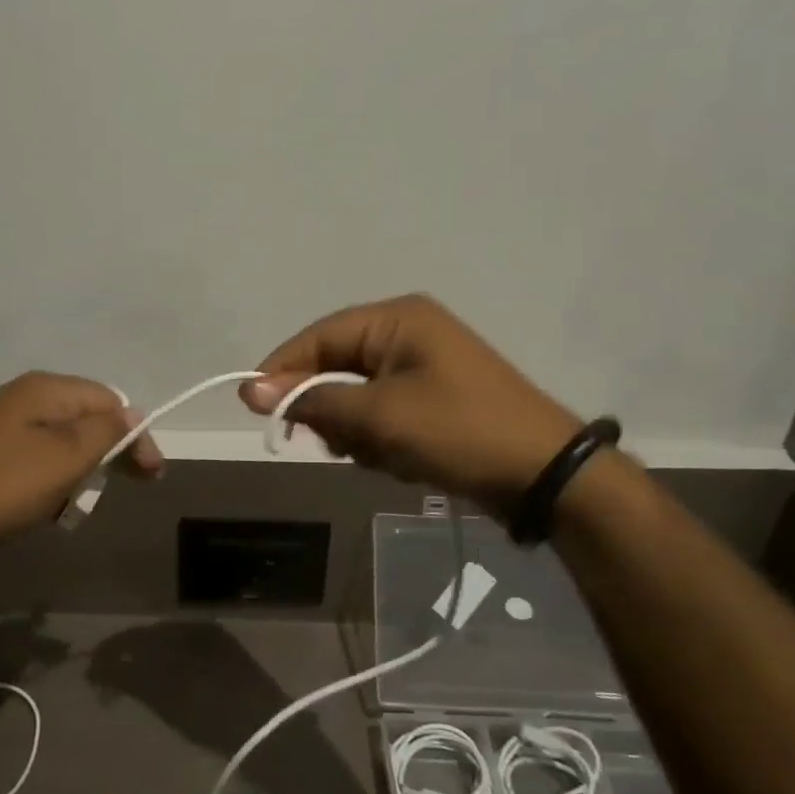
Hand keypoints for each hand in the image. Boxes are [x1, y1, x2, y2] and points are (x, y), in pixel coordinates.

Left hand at [0, 372, 162, 570]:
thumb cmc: (1, 486)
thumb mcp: (64, 459)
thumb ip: (105, 433)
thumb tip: (133, 414)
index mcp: (45, 389)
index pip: (110, 400)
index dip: (135, 434)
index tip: (151, 475)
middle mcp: (25, 397)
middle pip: (86, 418)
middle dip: (108, 454)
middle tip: (123, 489)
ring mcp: (3, 423)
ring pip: (63, 443)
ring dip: (79, 472)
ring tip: (74, 505)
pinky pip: (36, 460)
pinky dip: (50, 482)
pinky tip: (45, 507)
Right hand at [240, 294, 580, 511]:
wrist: (545, 474)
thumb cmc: (458, 431)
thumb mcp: (379, 416)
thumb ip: (313, 399)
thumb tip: (249, 389)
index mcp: (396, 319)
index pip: (318, 336)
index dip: (282, 370)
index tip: (254, 407)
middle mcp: (406, 332)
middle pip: (335, 366)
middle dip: (331, 409)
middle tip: (337, 443)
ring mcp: (422, 365)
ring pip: (355, 395)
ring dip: (357, 430)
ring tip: (381, 455)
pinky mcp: (431, 398)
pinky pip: (381, 412)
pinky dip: (380, 438)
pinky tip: (400, 460)